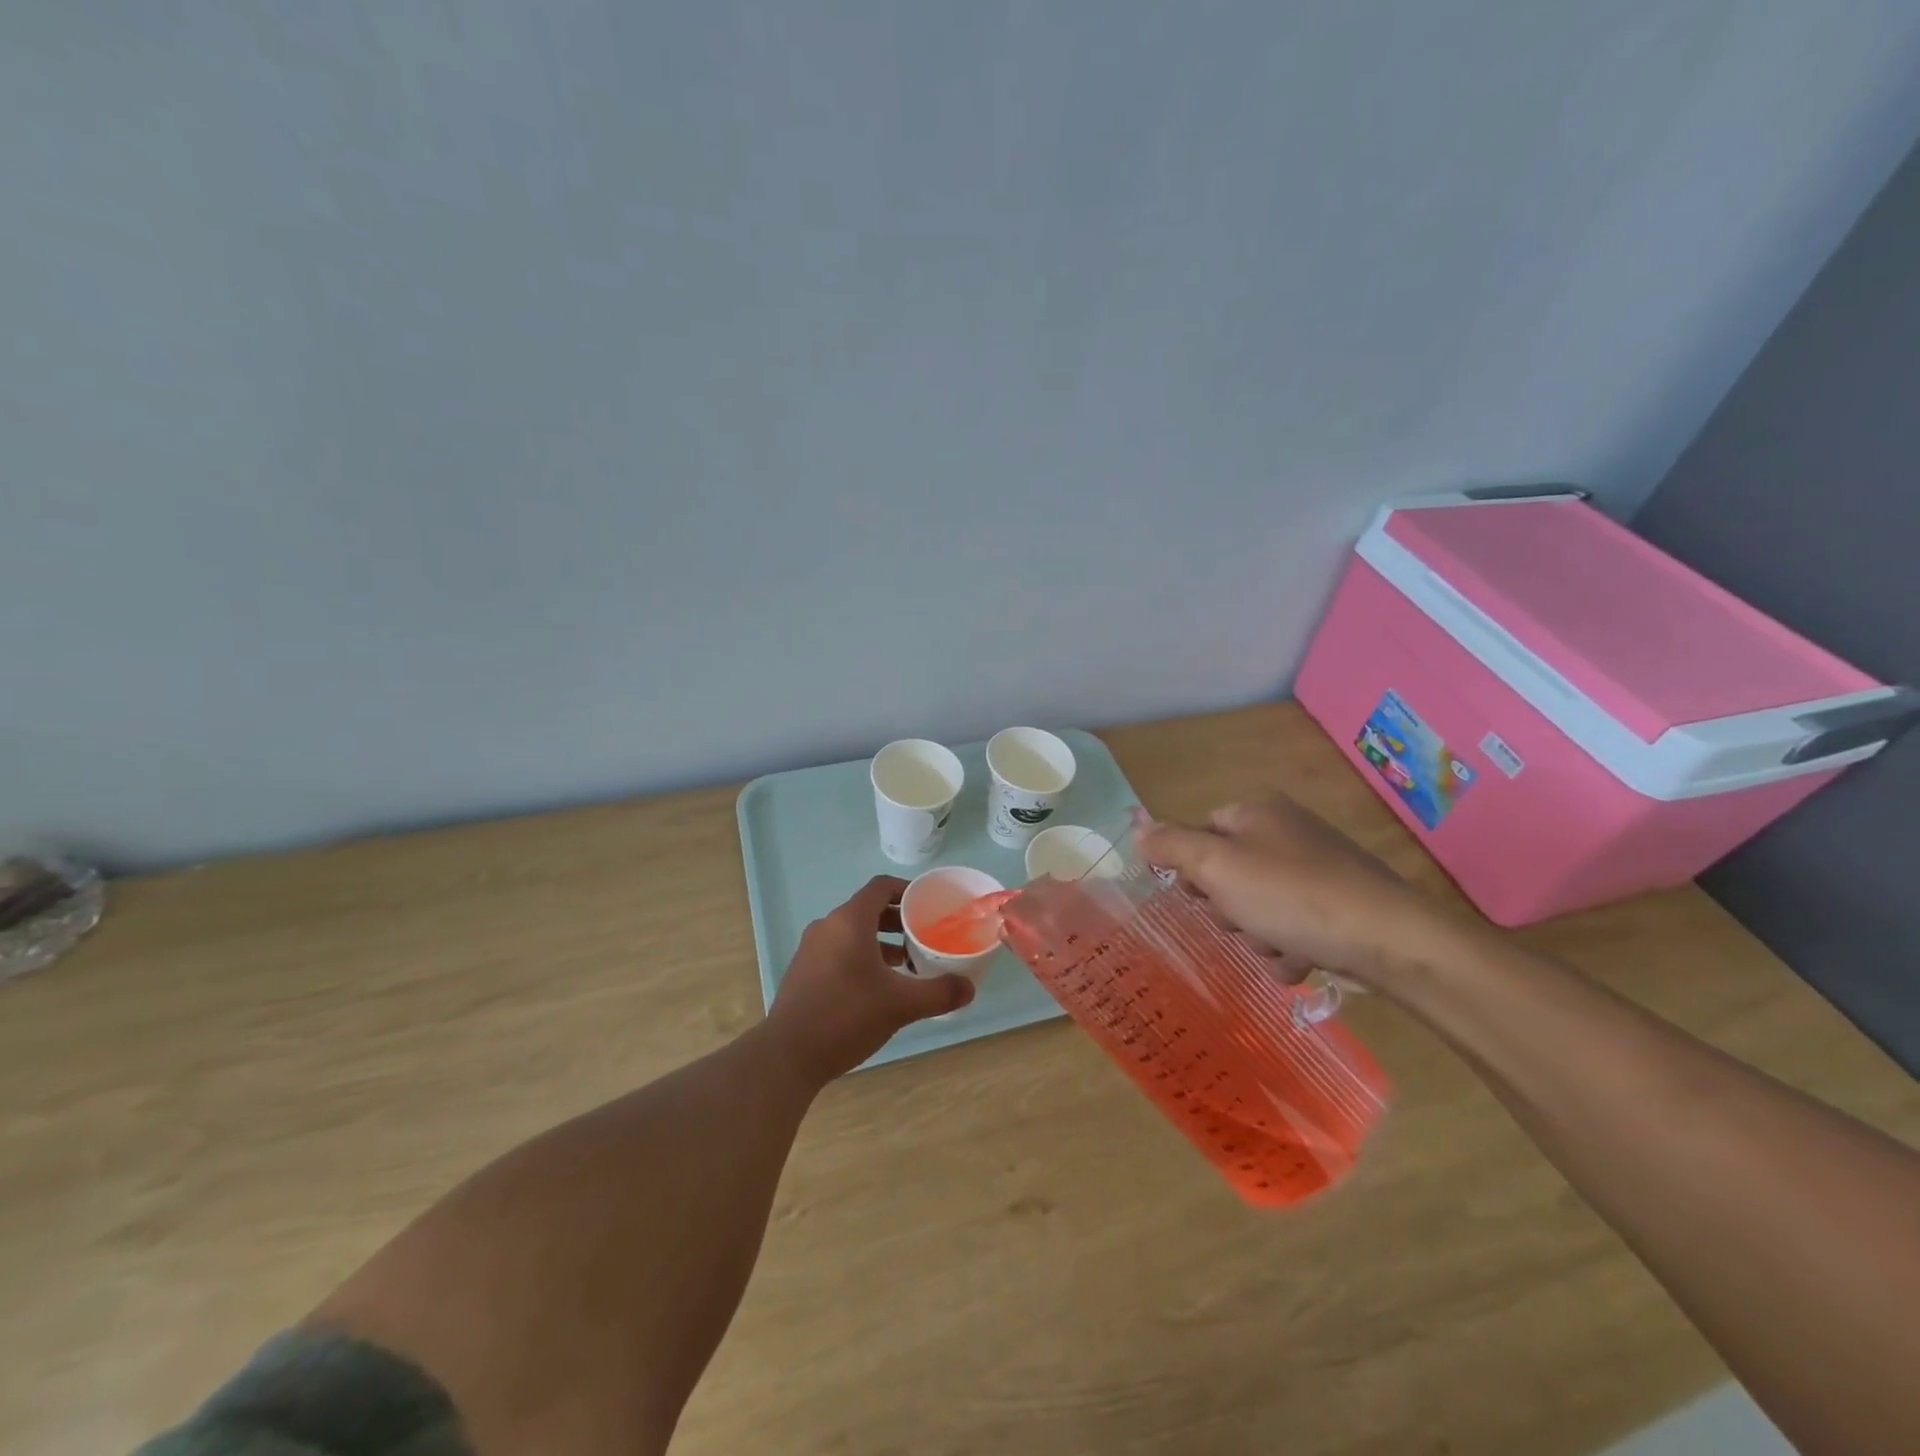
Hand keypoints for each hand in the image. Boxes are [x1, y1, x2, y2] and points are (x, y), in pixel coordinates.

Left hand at [765, 875, 976, 1084]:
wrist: (788, 1055)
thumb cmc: (846, 1016)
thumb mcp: (900, 1005)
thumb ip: (938, 993)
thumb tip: (970, 988)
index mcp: (849, 921)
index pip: (881, 887)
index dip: (907, 890)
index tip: (929, 905)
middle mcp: (827, 926)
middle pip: (867, 909)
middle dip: (897, 919)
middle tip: (923, 937)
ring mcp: (811, 949)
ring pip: (852, 932)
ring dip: (879, 941)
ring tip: (905, 964)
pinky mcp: (803, 971)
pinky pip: (837, 950)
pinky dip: (860, 956)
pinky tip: (876, 986)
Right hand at [1136, 795, 1454, 990]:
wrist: (1389, 938)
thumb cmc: (1290, 895)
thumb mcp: (1216, 867)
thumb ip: (1171, 846)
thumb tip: (1138, 828)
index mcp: (1257, 813)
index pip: (1201, 833)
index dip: (1193, 869)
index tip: (1199, 897)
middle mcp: (1287, 832)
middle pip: (1229, 873)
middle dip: (1229, 908)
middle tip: (1242, 922)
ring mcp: (1318, 868)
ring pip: (1259, 906)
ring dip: (1259, 934)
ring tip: (1279, 945)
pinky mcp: (1341, 904)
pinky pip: (1294, 925)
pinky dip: (1290, 946)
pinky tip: (1302, 958)